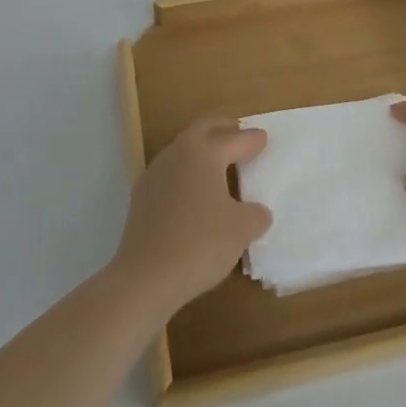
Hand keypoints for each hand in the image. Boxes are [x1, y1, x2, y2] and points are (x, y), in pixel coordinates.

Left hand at [111, 119, 272, 316]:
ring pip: (184, 150)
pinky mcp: (141, 196)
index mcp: (203, 152)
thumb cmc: (200, 243)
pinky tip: (193, 191)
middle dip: (223, 129)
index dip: (252, 140)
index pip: (234, 139)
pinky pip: (171, 173)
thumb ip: (255, 214)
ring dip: (202, 150)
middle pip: (203, 130)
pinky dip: (187, 173)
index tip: (264, 138)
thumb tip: (256, 211)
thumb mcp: (242, 229)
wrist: (145, 277)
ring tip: (219, 162)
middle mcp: (177, 153)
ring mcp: (155, 173)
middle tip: (239, 132)